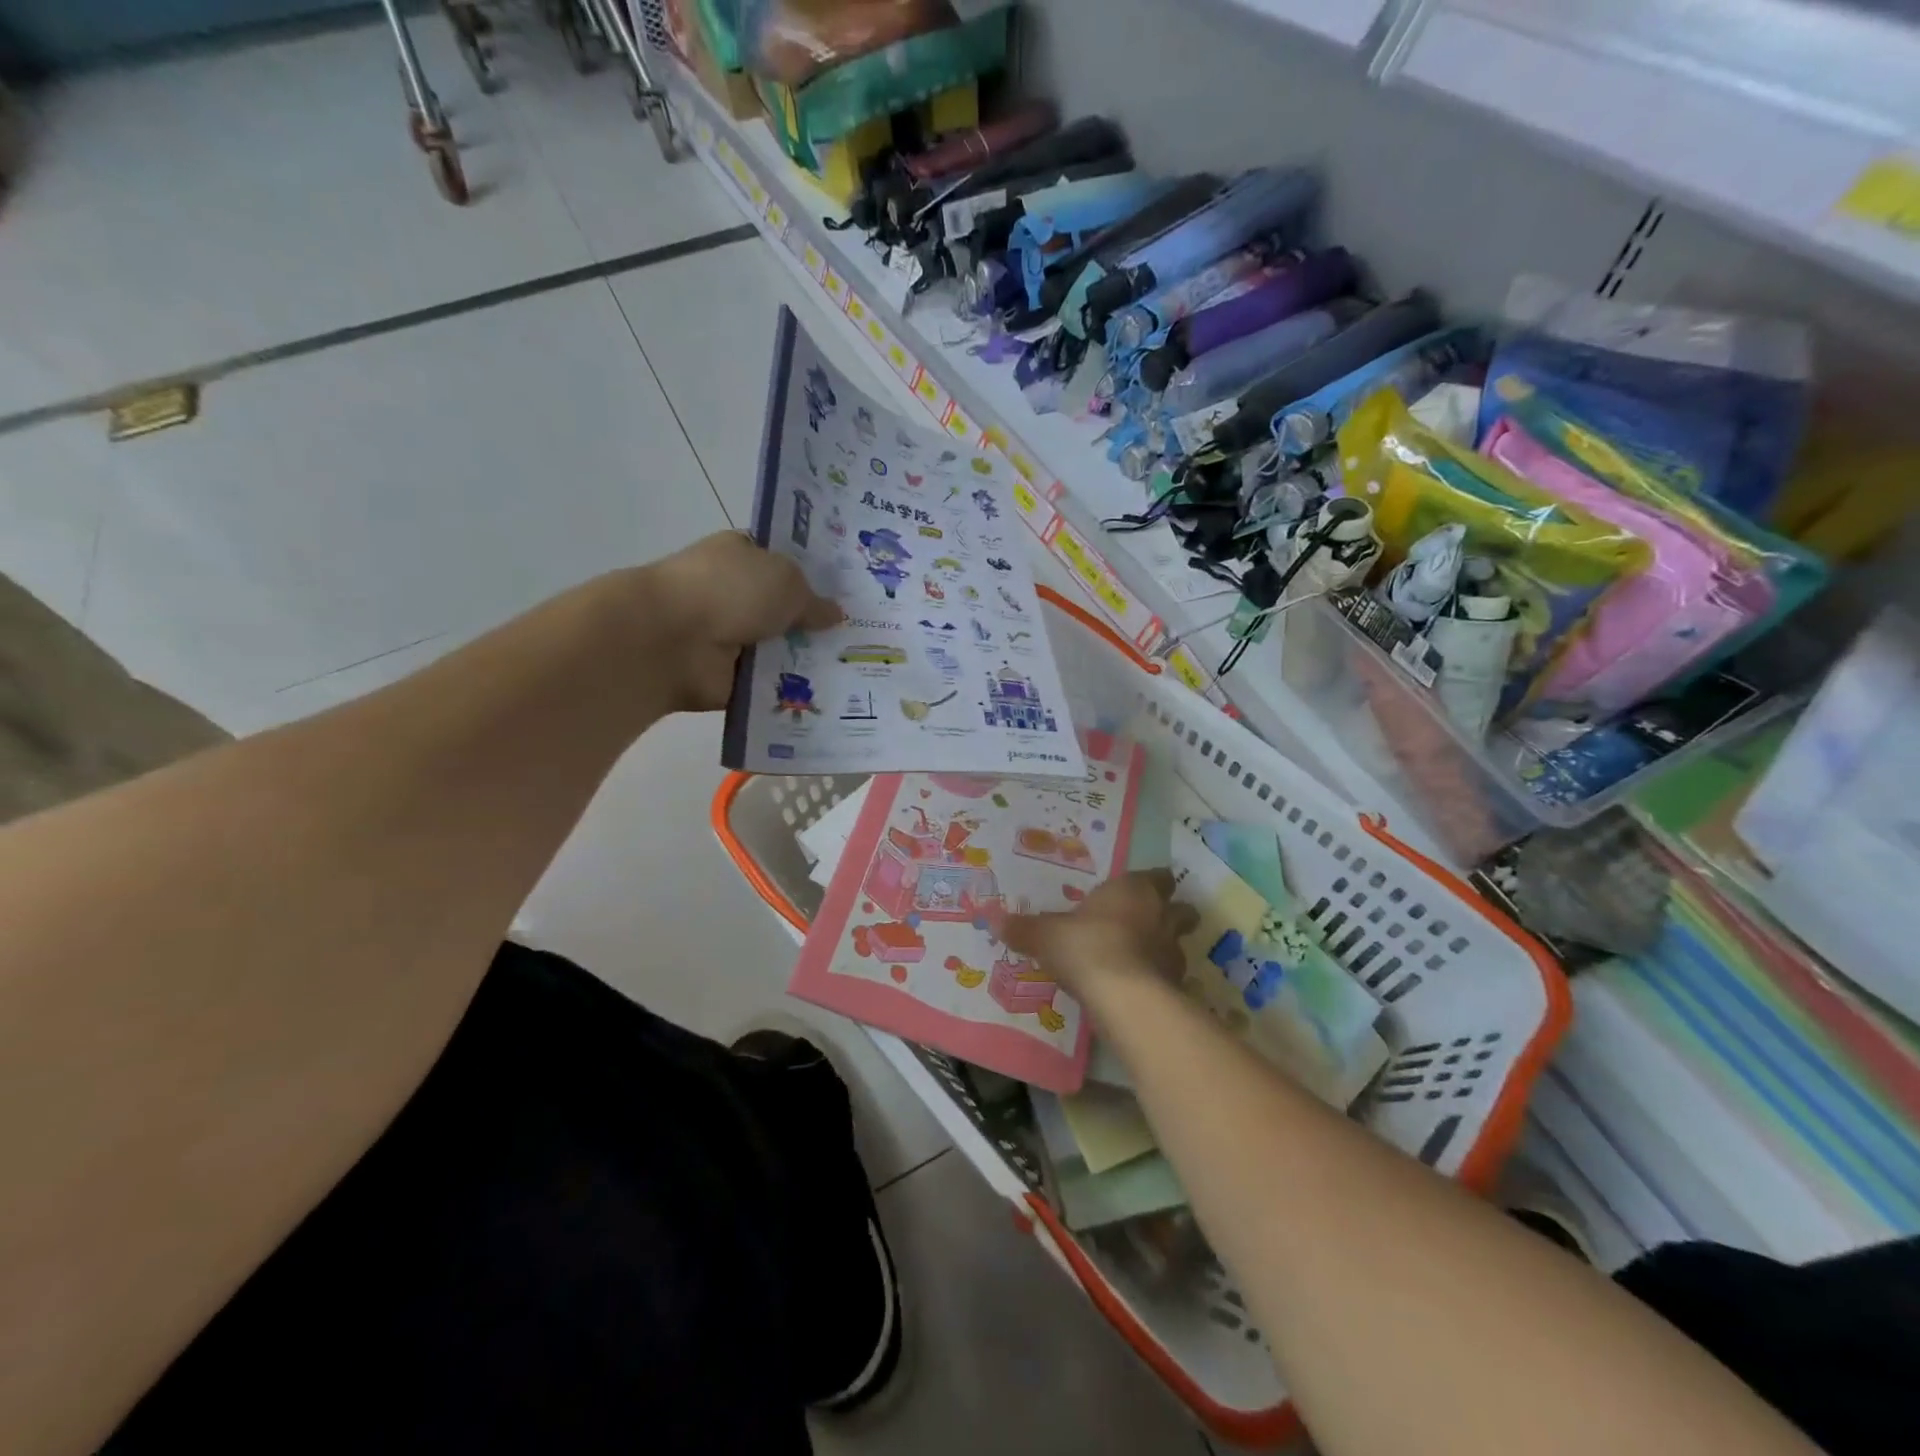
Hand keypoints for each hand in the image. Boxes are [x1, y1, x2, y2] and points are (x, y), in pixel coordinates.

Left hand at [643, 532, 842, 710]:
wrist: (671, 641)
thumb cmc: (728, 591)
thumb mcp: (786, 581)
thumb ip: (814, 599)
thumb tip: (835, 614)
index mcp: (743, 555)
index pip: (785, 562)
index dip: (818, 575)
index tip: (855, 592)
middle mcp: (737, 594)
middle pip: (789, 609)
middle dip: (821, 623)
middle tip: (867, 634)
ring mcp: (733, 637)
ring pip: (784, 649)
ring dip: (812, 659)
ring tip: (859, 669)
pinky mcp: (733, 677)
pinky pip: (774, 684)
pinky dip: (795, 690)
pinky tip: (833, 696)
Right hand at [1000, 869, 1196, 998]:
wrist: (1122, 996)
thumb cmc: (1086, 946)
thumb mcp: (1046, 935)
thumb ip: (1024, 928)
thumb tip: (993, 920)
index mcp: (1135, 890)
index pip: (1158, 876)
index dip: (1151, 882)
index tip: (1138, 890)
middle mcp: (1161, 915)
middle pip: (1182, 908)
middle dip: (1171, 913)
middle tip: (1148, 922)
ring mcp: (1174, 952)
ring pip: (1180, 943)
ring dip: (1165, 948)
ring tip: (1141, 959)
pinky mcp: (1176, 985)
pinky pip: (1171, 977)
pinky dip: (1159, 980)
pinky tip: (1139, 988)